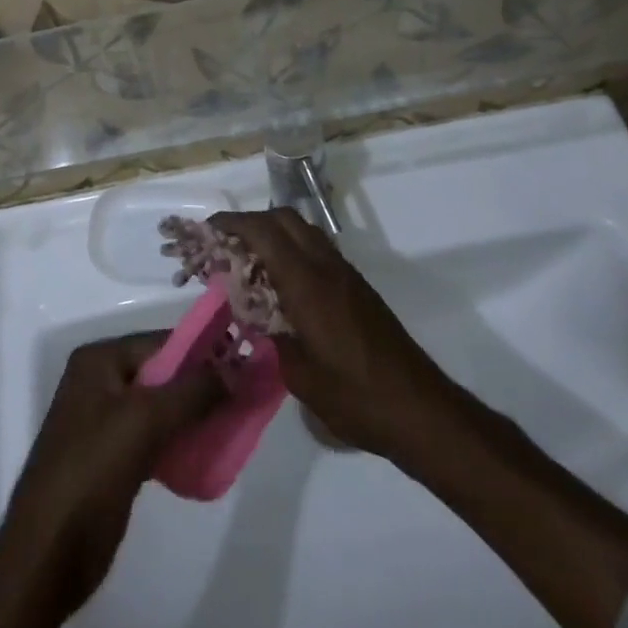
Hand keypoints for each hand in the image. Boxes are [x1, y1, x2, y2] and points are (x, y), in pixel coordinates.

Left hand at [0, 334, 221, 617]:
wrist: (47, 555)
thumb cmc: (91, 472)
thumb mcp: (145, 421)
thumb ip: (192, 392)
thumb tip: (236, 369)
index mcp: (99, 361)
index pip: (160, 342)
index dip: (202, 350)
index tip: (244, 361)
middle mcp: (100, 383)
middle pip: (162, 374)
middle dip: (202, 384)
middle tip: (246, 394)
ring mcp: (104, 422)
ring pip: (161, 408)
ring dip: (195, 414)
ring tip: (236, 422)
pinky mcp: (113, 459)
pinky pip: (155, 438)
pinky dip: (181, 442)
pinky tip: (210, 452)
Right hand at [211, 210, 453, 457]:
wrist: (418, 409)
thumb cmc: (354, 396)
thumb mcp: (299, 376)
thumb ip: (273, 338)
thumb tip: (260, 319)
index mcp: (307, 283)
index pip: (265, 232)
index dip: (234, 223)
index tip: (209, 227)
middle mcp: (326, 267)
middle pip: (285, 218)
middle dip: (252, 221)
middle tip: (227, 243)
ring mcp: (346, 274)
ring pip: (304, 231)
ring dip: (275, 233)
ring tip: (250, 260)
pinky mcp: (358, 287)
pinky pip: (317, 250)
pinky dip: (293, 250)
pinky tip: (283, 282)